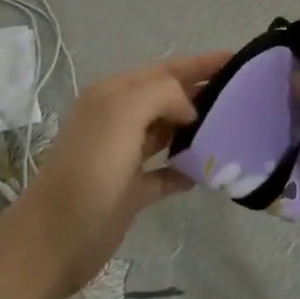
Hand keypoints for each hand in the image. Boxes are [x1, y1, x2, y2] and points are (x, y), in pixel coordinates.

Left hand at [11, 50, 227, 295]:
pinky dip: (185, 169)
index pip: (165, 69)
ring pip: (168, 133)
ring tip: (234, 129)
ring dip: (197, 129)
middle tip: (244, 95)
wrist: (55, 239)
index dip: (200, 63)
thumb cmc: (91, 168)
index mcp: (114, 94)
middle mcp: (118, 119)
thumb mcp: (124, 113)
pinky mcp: (130, 191)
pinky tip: (208, 172)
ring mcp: (124, 155)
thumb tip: (189, 109)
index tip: (237, 59)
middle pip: (168, 98)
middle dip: (202, 92)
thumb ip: (162, 94)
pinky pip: (165, 172)